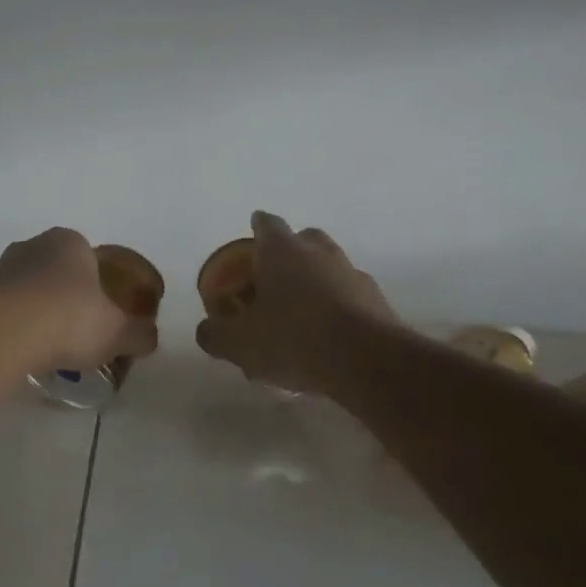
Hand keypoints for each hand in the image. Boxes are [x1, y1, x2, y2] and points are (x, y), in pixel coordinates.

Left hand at [0, 228, 159, 371]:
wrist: (5, 332)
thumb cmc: (70, 318)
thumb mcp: (118, 332)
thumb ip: (139, 334)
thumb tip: (149, 337)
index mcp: (69, 241)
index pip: (89, 257)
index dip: (99, 284)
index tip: (104, 313)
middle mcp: (32, 245)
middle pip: (56, 271)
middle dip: (67, 296)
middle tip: (79, 331)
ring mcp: (1, 268)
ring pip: (28, 289)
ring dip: (38, 311)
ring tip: (51, 346)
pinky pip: (6, 310)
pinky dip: (17, 326)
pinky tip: (25, 350)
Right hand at [195, 212, 395, 393]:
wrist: (368, 362)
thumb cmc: (293, 340)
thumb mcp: (238, 344)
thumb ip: (215, 334)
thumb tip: (207, 330)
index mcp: (283, 252)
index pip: (267, 224)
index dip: (257, 227)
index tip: (252, 233)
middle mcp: (320, 254)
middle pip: (304, 239)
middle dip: (289, 253)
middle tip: (272, 278)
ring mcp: (354, 275)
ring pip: (330, 268)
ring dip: (315, 282)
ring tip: (299, 315)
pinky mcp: (378, 302)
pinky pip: (350, 296)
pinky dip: (337, 307)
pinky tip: (326, 337)